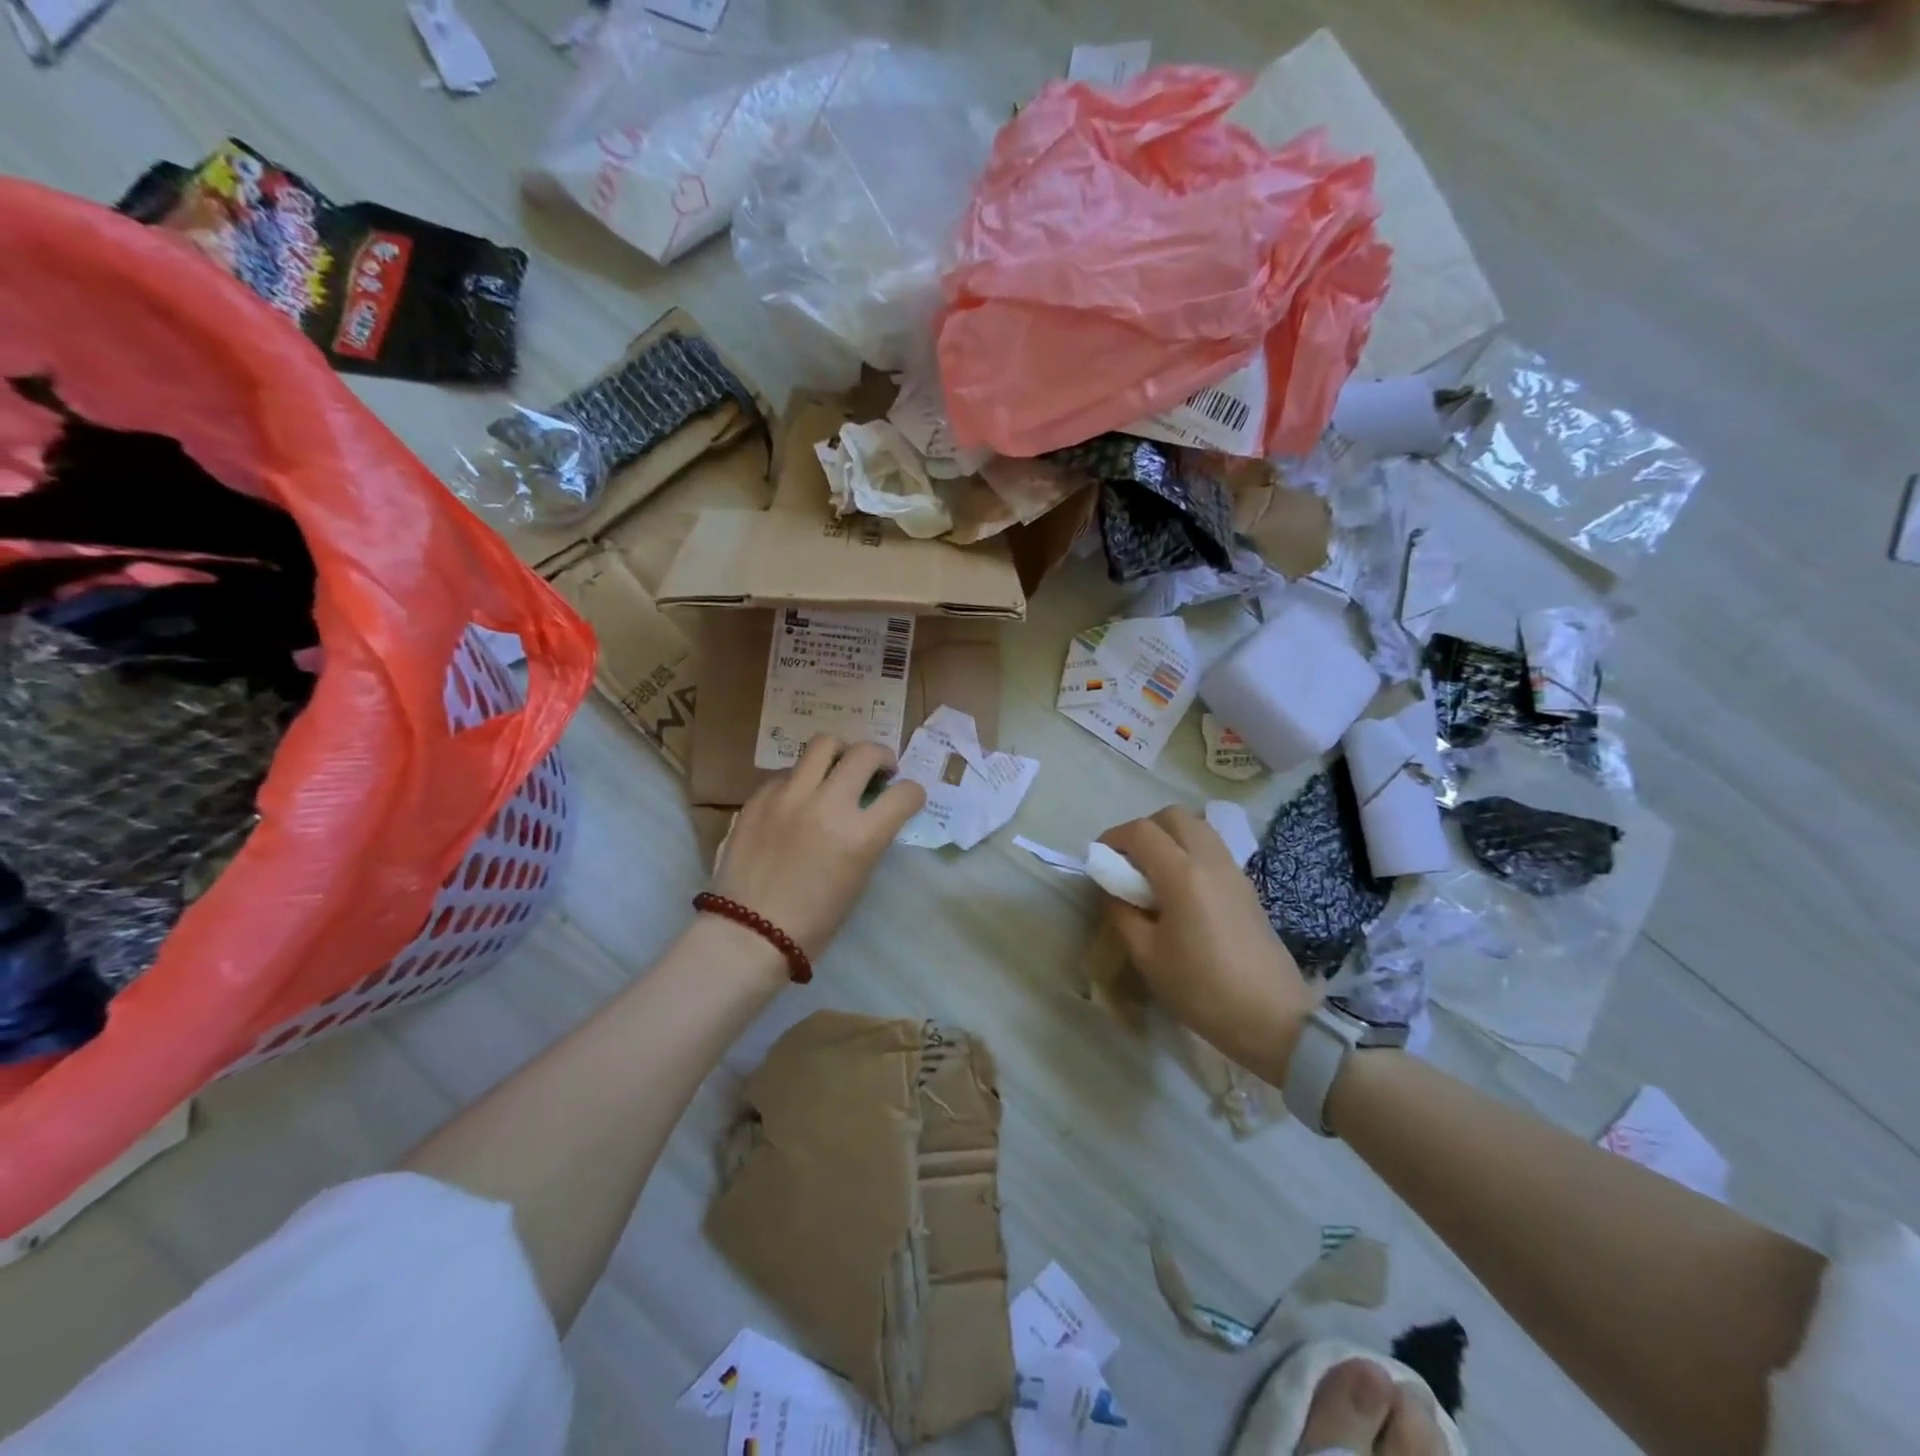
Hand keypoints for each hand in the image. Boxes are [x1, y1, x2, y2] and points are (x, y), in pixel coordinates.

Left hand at [710, 735, 925, 963]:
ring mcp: (789, 796)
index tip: (907, 797)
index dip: (913, 793)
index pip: (905, 794)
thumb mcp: (857, 879)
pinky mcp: (759, 798)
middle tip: (878, 770)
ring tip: (837, 769)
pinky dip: (801, 779)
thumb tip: (870, 813)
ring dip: (840, 754)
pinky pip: (787, 772)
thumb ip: (868, 838)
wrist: (749, 934)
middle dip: (881, 757)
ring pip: (823, 744)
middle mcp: (828, 805)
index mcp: (860, 835)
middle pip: (865, 753)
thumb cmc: (813, 922)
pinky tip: (797, 799)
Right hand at [1098, 807, 1317, 1085]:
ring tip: (1153, 874)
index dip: (1113, 838)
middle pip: (1173, 816)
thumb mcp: (1147, 956)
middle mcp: (1210, 861)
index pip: (1141, 832)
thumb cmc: (1202, 989)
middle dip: (1144, 829)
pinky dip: (1190, 852)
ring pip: (1197, 828)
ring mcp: (1234, 872)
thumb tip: (1113, 889)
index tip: (1099, 860)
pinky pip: (1213, 850)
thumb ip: (1122, 913)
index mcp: (1182, 874)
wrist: (1272, 1019)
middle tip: (1127, 862)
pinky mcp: (1247, 888)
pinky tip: (1181, 891)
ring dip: (1169, 838)